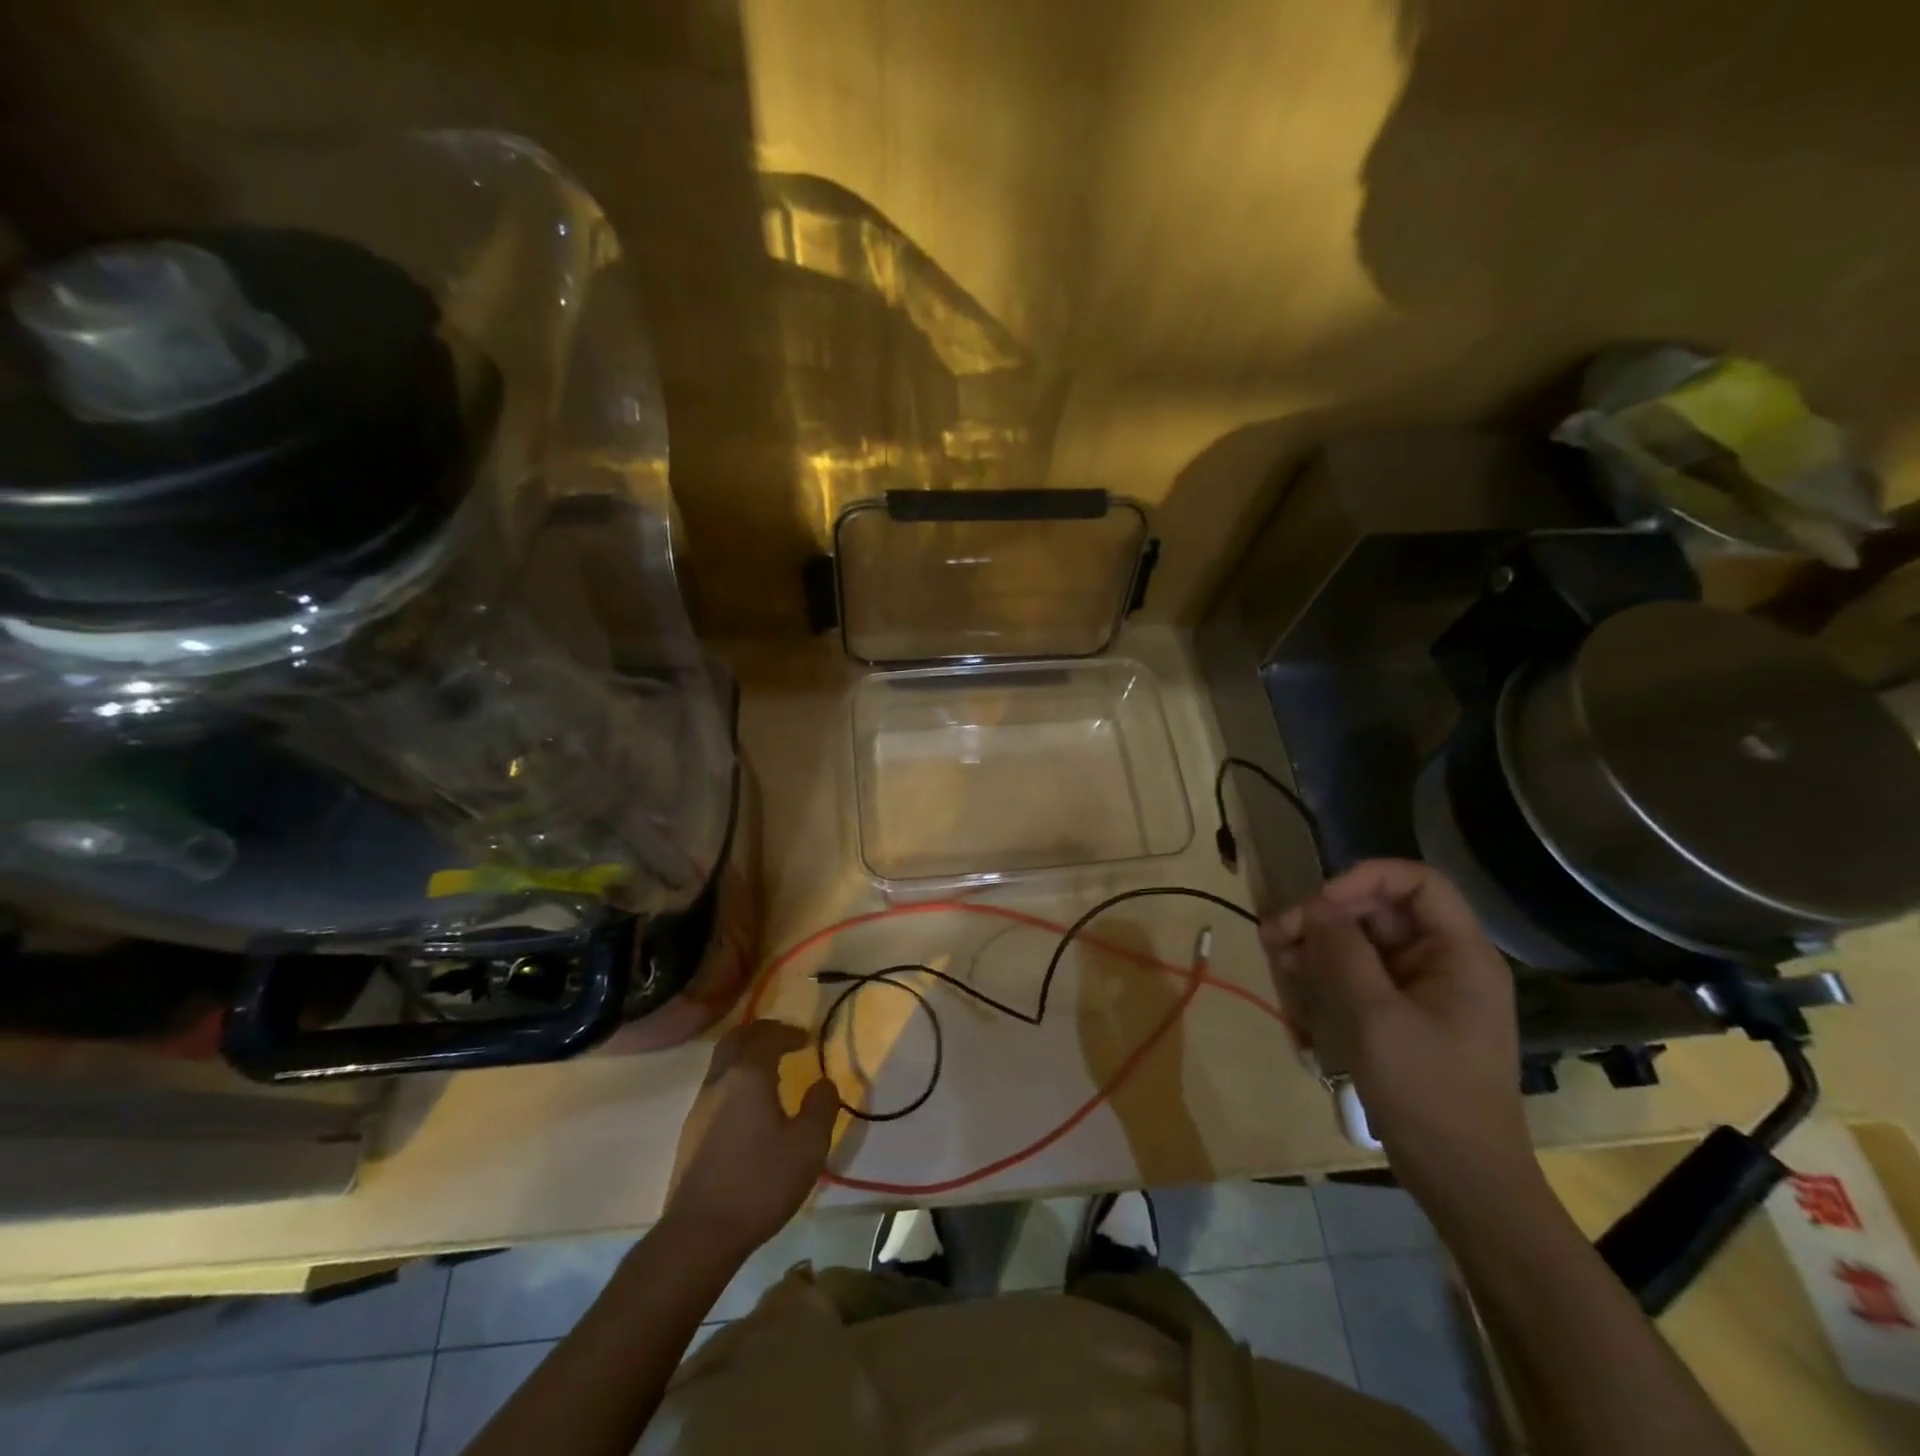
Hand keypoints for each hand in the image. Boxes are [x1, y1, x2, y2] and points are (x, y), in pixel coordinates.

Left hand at [662, 1020, 839, 1261]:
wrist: (699, 1234)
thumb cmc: (760, 1182)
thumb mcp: (808, 1146)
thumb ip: (821, 1107)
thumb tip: (824, 1083)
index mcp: (748, 1075)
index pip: (768, 1036)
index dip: (789, 1032)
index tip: (807, 1037)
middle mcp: (720, 1081)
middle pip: (737, 1039)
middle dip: (762, 1032)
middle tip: (784, 1039)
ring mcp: (700, 1106)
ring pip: (722, 1061)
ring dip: (745, 1054)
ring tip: (769, 1067)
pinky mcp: (691, 1132)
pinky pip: (716, 1085)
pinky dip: (735, 1077)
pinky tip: (749, 1103)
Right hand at [1263, 860, 1540, 1218]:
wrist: (1463, 1181)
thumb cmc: (1429, 1094)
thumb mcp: (1378, 1018)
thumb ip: (1344, 954)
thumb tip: (1315, 908)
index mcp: (1459, 954)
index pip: (1417, 882)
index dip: (1364, 879)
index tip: (1319, 904)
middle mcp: (1443, 961)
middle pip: (1380, 910)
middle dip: (1326, 914)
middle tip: (1276, 932)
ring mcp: (1422, 990)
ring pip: (1363, 940)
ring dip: (1318, 940)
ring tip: (1274, 952)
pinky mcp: (1402, 1014)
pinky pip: (1360, 973)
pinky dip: (1326, 968)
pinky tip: (1293, 975)